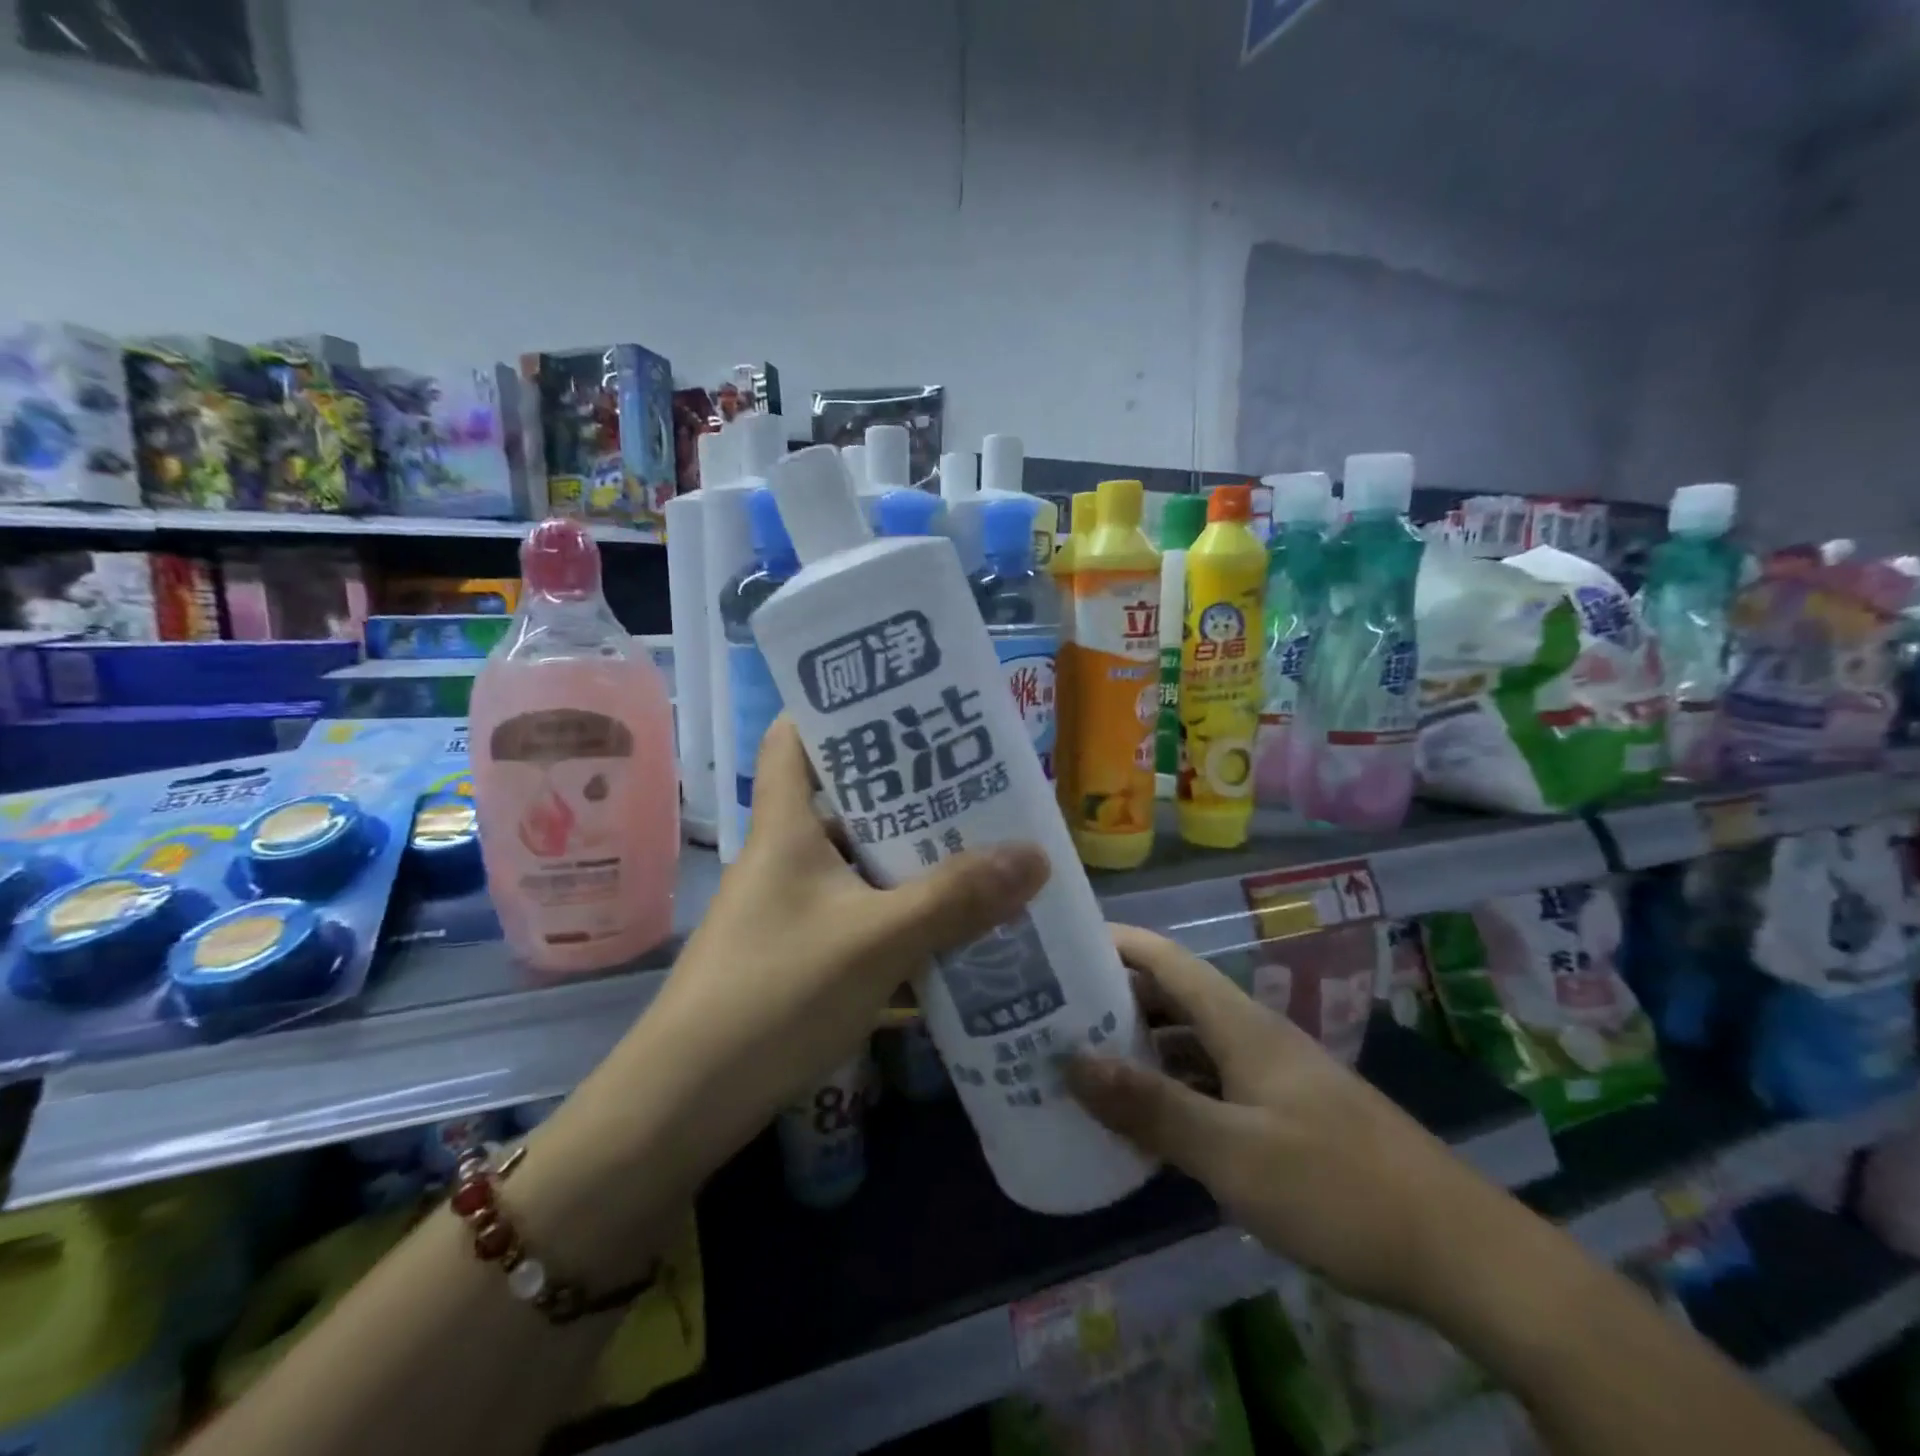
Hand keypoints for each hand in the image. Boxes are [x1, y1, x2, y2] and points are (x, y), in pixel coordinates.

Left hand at [634, 718, 1049, 1169]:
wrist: (684, 1106)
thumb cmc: (774, 995)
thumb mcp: (876, 941)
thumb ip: (955, 898)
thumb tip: (1036, 854)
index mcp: (786, 826)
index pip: (795, 737)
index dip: (839, 710)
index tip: (902, 703)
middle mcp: (785, 856)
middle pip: (846, 800)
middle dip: (908, 791)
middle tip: (977, 781)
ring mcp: (791, 908)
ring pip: (859, 863)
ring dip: (912, 859)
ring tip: (982, 848)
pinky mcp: (799, 955)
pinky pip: (860, 915)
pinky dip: (902, 914)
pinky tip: (953, 926)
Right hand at [1065, 926, 1516, 1317]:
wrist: (1458, 1252)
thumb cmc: (1337, 1187)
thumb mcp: (1233, 1153)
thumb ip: (1151, 1106)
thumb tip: (1070, 1061)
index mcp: (1238, 1022)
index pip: (1162, 957)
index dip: (1111, 942)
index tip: (1055, 948)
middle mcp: (1249, 1035)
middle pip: (1169, 997)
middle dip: (1110, 999)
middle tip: (1046, 1016)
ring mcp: (1266, 1075)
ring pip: (1187, 1043)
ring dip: (1137, 1048)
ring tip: (1076, 1065)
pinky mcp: (1279, 1115)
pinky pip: (1206, 1085)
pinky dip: (1168, 1090)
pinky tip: (1140, 1123)